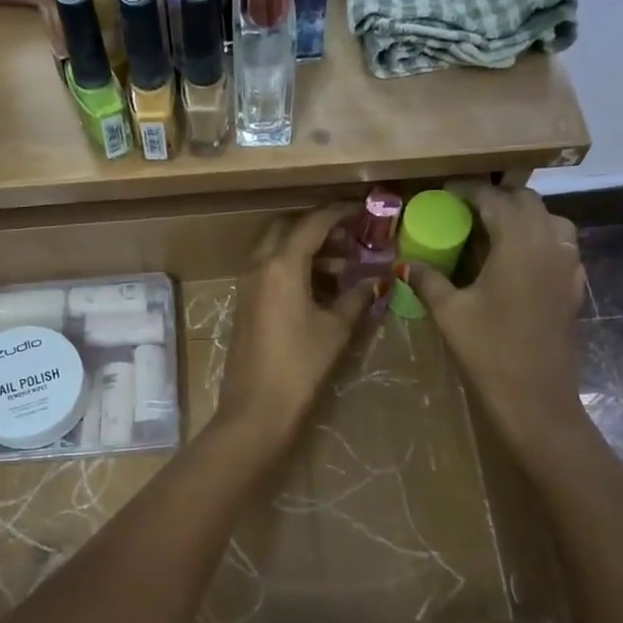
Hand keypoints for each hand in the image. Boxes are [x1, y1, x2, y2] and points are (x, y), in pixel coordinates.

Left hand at [214, 204, 382, 450]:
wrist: (256, 410)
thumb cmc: (300, 366)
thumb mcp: (336, 329)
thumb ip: (357, 298)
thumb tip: (377, 280)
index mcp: (281, 265)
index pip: (313, 223)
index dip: (339, 213)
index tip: (363, 212)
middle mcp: (259, 266)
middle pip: (287, 229)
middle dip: (318, 228)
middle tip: (349, 238)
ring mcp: (246, 285)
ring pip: (276, 251)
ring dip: (306, 251)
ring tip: (343, 267)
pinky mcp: (244, 305)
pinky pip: (269, 272)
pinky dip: (293, 269)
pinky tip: (321, 290)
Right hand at [404, 186, 588, 464]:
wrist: (535, 396)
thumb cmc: (489, 350)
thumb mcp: (450, 312)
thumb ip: (427, 280)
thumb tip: (403, 263)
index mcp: (518, 242)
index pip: (494, 199)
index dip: (468, 191)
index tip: (446, 192)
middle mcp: (549, 242)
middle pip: (527, 202)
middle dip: (497, 198)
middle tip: (465, 210)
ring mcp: (568, 264)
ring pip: (549, 220)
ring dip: (522, 216)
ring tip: (492, 231)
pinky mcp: (574, 285)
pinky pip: (560, 246)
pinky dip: (538, 240)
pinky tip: (516, 261)